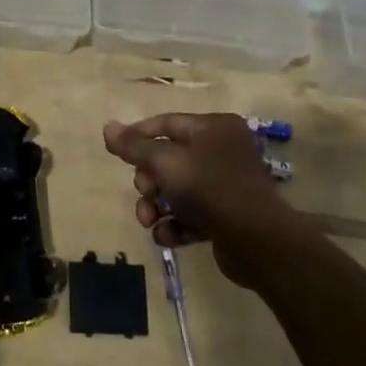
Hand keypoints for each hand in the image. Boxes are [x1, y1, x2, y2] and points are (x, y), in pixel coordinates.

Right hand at [102, 113, 284, 280]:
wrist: (257, 241)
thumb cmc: (209, 188)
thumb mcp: (165, 162)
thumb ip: (134, 146)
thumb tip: (108, 127)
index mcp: (213, 128)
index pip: (166, 124)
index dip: (137, 135)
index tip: (115, 152)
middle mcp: (222, 150)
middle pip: (169, 159)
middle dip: (149, 181)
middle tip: (144, 196)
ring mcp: (226, 184)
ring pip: (177, 189)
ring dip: (157, 206)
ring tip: (149, 222)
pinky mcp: (227, 216)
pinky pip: (192, 214)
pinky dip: (176, 224)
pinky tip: (167, 237)